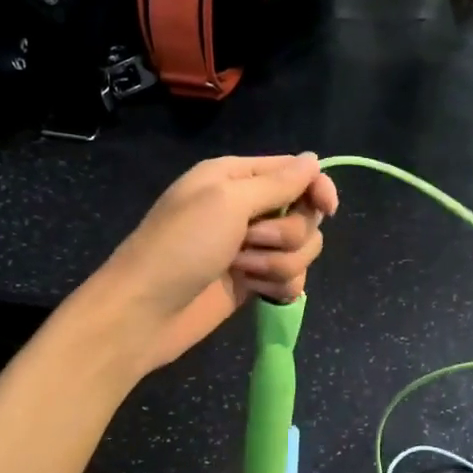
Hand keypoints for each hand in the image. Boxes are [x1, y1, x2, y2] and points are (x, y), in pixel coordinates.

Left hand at [87, 154, 338, 374]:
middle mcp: (247, 209)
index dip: (316, 188)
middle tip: (250, 241)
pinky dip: (278, 287)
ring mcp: (251, 249)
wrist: (144, 313)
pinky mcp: (253, 283)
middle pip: (304, 215)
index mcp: (236, 178)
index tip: (327, 209)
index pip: (296, 172)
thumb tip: (314, 160)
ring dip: (278, 263)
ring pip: (302, 251)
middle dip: (287, 233)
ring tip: (242, 271)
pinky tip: (255, 293)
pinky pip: (291, 280)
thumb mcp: (227, 201)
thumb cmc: (180, 246)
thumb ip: (277, 183)